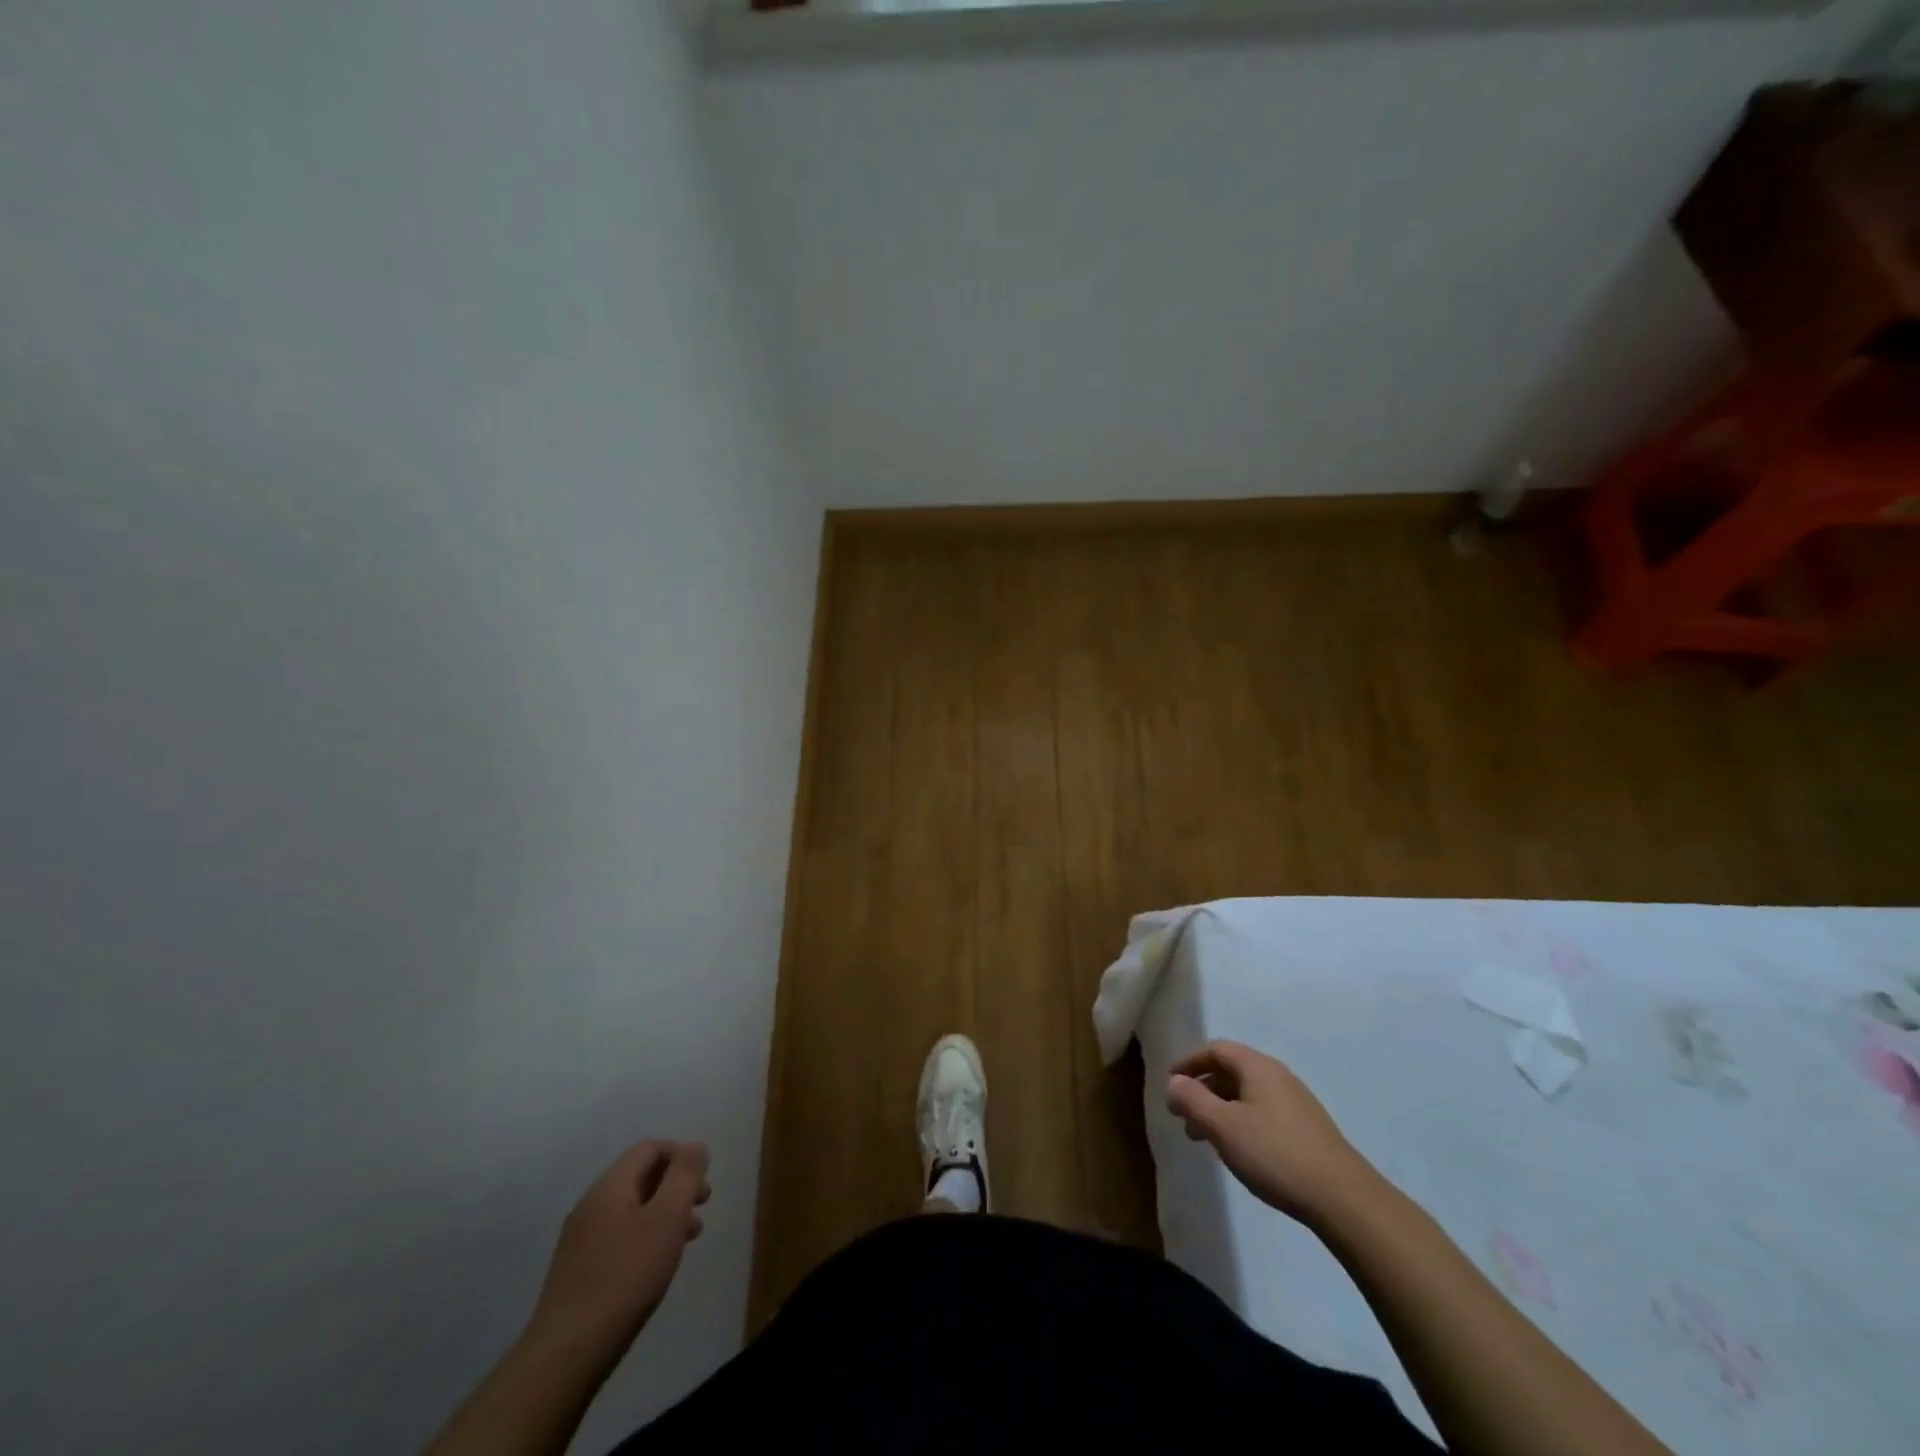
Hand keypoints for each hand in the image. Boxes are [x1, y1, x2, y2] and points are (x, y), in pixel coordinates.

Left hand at [525, 1139, 710, 1363]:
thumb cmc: (626, 1277)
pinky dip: (645, 1237)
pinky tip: (657, 1265)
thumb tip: (695, 1145)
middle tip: (702, 1206)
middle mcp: (591, 1205)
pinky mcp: (578, 1271)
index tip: (702, 1180)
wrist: (566, 1354)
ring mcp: (580, 1240)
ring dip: (663, 1213)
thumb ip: (684, 1176)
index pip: (649, 1148)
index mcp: (610, 1186)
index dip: (680, 1154)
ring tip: (688, 1238)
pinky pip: (619, 1236)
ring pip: (631, 1208)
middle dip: (675, 1185)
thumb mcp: (667, 1218)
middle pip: (640, 1176)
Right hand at [1166, 1041, 1376, 1228]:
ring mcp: (1296, 1103)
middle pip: (1232, 1071)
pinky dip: (1241, 1122)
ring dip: (1220, 1109)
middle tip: (1183, 1116)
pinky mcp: (1307, 1129)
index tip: (1170, 1082)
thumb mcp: (1223, 1126)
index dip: (1190, 1062)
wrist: (1343, 1198)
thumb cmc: (1274, 1154)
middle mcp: (1278, 1076)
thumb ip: (1192, 1100)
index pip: (1216, 1050)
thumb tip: (1173, 1082)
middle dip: (1203, 1090)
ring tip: (1204, 1139)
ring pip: (1247, 1095)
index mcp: (1258, 1067)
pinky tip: (1238, 1150)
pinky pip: (1263, 1112)